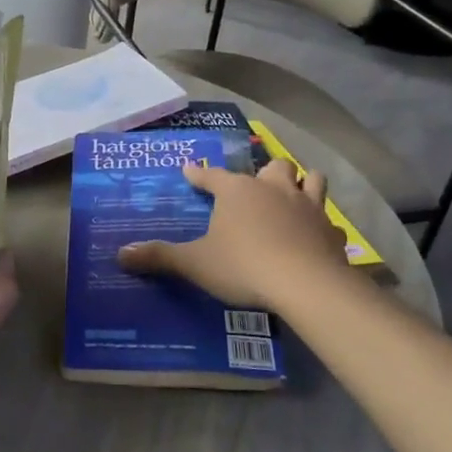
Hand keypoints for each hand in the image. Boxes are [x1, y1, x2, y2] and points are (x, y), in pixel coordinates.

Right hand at [117, 158, 348, 314]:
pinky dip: (322, 225)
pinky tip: (316, 235)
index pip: (211, 175)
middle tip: (256, 183)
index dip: (197, 174)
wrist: (305, 284)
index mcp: (237, 191)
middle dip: (264, 171)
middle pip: (273, 167)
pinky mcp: (331, 231)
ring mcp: (308, 207)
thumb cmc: (242, 265)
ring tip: (295, 193)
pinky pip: (328, 221)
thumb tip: (120, 254)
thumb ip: (158, 256)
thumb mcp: (193, 263)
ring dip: (303, 183)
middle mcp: (274, 189)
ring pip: (311, 180)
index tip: (188, 170)